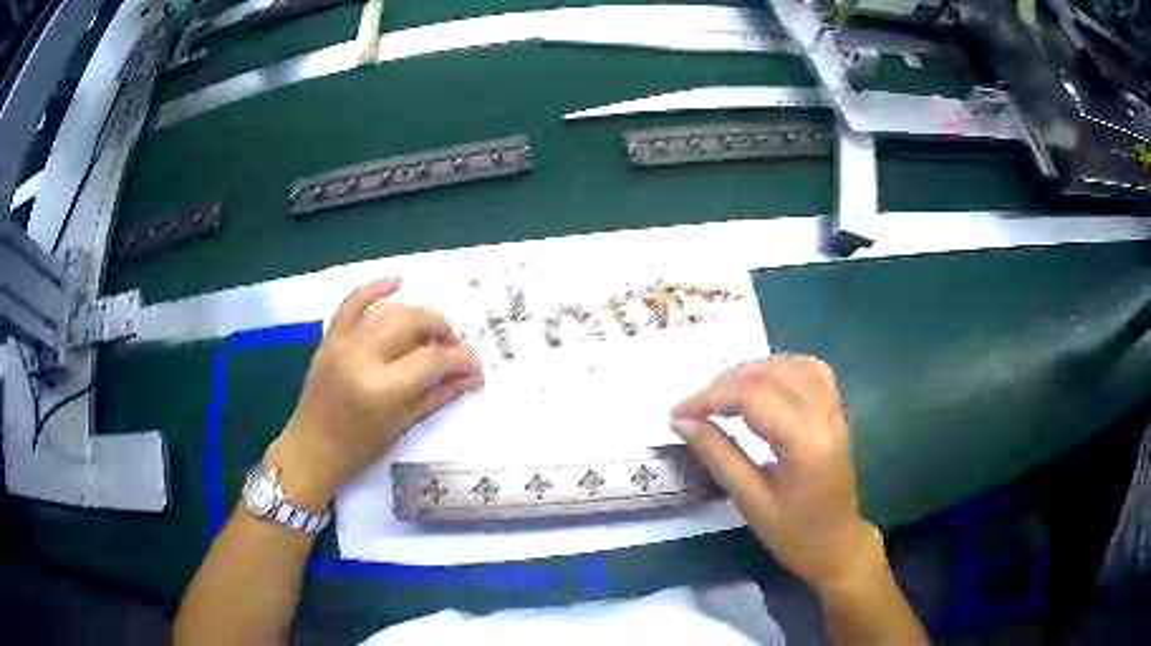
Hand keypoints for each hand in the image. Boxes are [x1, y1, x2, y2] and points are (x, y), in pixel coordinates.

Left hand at [267, 277, 483, 507]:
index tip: (475, 367)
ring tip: (432, 331)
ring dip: (418, 314)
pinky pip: (352, 303)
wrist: (311, 449)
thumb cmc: (359, 449)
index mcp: (384, 389)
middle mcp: (363, 357)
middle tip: (454, 346)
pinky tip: (397, 281)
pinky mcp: (330, 338)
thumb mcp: (403, 425)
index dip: (461, 359)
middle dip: (442, 330)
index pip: (433, 359)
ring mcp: (343, 343)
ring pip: (390, 311)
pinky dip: (375, 288)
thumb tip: (471, 378)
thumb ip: (438, 395)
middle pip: (413, 323)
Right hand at [670, 356, 876, 588]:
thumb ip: (717, 456)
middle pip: (769, 375)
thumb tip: (682, 423)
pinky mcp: (837, 412)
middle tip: (693, 408)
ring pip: (790, 365)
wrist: (836, 545)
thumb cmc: (792, 534)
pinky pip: (811, 371)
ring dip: (751, 371)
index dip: (710, 398)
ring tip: (721, 394)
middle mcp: (824, 416)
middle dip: (724, 384)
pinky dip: (781, 368)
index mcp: (804, 443)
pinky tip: (762, 382)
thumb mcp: (749, 501)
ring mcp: (835, 410)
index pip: (752, 396)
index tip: (677, 414)